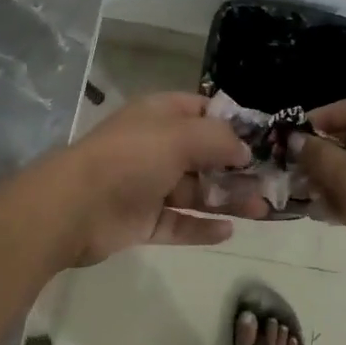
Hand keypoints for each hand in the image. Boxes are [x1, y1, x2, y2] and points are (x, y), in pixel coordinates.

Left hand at [51, 93, 251, 266]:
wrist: (75, 206)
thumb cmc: (131, 158)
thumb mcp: (180, 136)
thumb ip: (218, 140)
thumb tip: (244, 150)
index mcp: (159, 116)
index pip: (202, 111)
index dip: (231, 123)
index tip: (263, 140)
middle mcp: (155, 147)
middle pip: (203, 155)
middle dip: (236, 168)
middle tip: (270, 184)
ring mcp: (148, 185)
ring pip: (195, 192)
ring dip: (227, 199)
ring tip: (261, 211)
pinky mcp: (142, 221)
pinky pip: (179, 224)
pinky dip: (201, 228)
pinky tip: (228, 232)